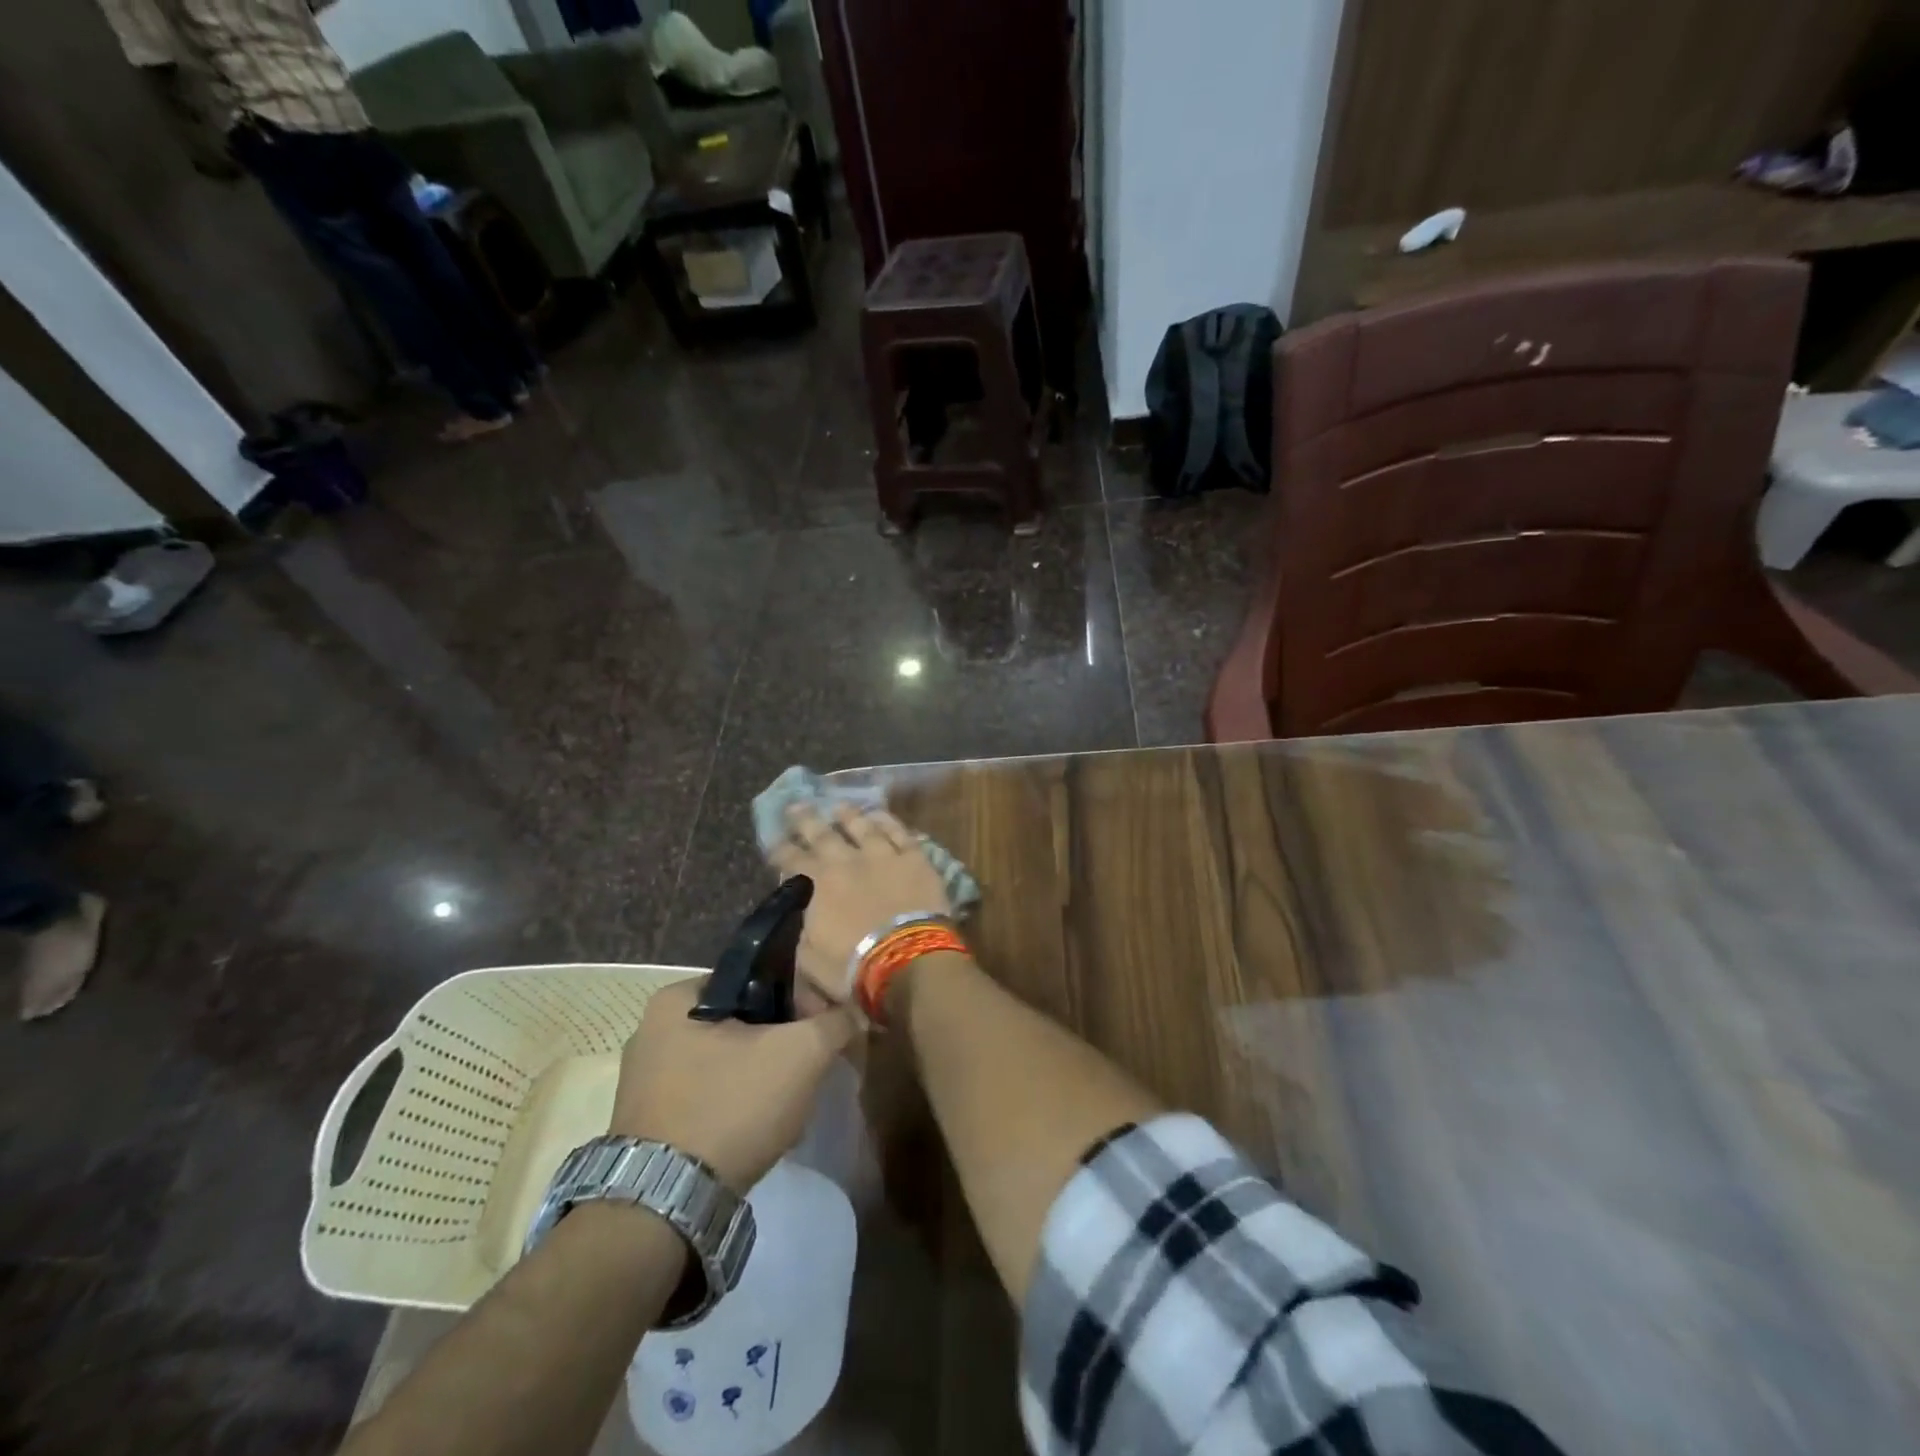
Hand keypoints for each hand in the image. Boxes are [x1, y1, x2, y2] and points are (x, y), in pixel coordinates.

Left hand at [609, 979, 858, 1192]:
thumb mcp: (802, 1053)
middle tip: (812, 1064)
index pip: (754, 978)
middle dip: (780, 1041)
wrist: (666, 1208)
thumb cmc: (730, 1107)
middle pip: (741, 1022)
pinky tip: (759, 1127)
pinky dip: (735, 1104)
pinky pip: (706, 1096)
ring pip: (726, 1061)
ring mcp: (645, 1081)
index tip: (824, 1024)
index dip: (798, 997)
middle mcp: (650, 1031)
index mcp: (676, 998)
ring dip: (761, 1075)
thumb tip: (854, 1011)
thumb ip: (835, 1022)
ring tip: (791, 1101)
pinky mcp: (648, 1122)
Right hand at [768, 803, 953, 1000]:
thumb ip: (803, 929)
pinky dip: (888, 821)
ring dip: (848, 815)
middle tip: (796, 805)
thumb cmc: (853, 968)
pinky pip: (899, 832)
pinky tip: (880, 815)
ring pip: (862, 826)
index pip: (792, 860)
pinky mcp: (914, 858)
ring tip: (839, 805)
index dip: (780, 849)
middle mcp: (846, 861)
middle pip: (822, 834)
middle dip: (806, 819)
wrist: (907, 960)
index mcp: (817, 884)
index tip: (773, 838)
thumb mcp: (809, 958)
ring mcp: (883, 855)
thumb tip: (803, 914)